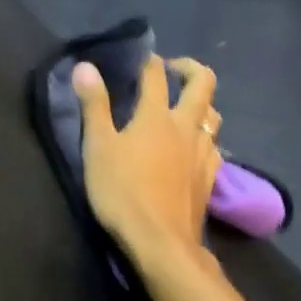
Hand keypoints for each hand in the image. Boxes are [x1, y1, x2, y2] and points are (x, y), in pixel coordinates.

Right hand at [72, 54, 221, 269]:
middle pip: (203, 84)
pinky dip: (205, 138)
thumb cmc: (123, 192)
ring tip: (185, 109)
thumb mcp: (98, 148)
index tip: (142, 58)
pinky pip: (214, 147)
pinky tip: (195, 149)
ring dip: (201, 105)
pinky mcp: (210, 178)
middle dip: (190, 69)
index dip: (149, 61)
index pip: (156, 76)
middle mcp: (186, 127)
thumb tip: (85, 66)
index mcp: (157, 116)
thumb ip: (94, 106)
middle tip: (173, 70)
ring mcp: (203, 153)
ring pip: (213, 116)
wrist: (161, 241)